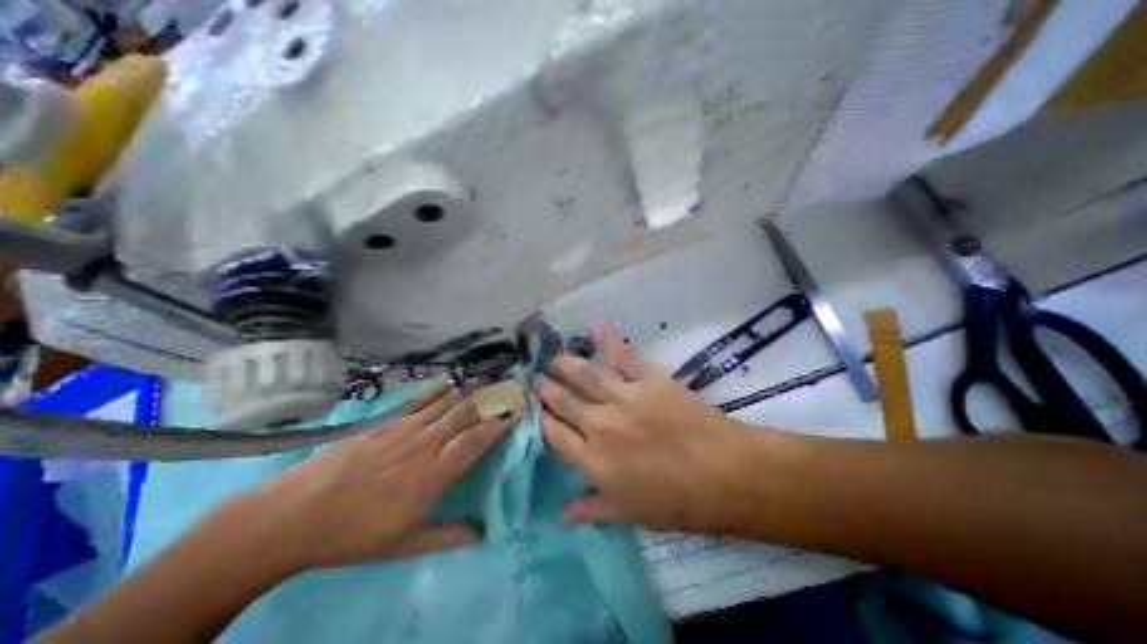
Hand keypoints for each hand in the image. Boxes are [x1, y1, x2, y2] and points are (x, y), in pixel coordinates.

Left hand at [251, 381, 521, 569]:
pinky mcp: (386, 421)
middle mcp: (424, 444)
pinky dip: (441, 388)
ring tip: (494, 380)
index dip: (500, 423)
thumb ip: (447, 535)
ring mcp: (404, 428)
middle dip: (495, 398)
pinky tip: (453, 380)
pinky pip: (420, 399)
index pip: (475, 440)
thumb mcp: (402, 546)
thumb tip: (484, 534)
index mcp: (431, 475)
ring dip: (474, 390)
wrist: (291, 517)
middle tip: (517, 386)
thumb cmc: (351, 535)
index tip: (519, 410)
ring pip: (448, 402)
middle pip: (467, 413)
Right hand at [537, 327, 769, 532]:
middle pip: (563, 401)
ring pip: (584, 375)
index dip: (543, 420)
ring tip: (553, 357)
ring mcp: (622, 398)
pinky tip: (594, 326)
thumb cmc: (678, 501)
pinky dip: (607, 339)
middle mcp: (599, 425)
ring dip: (565, 364)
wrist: (724, 474)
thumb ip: (592, 509)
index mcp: (593, 461)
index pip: (555, 435)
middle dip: (546, 388)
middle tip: (535, 376)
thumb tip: (561, 516)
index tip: (536, 410)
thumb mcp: (630, 514)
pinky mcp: (646, 379)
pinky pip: (621, 355)